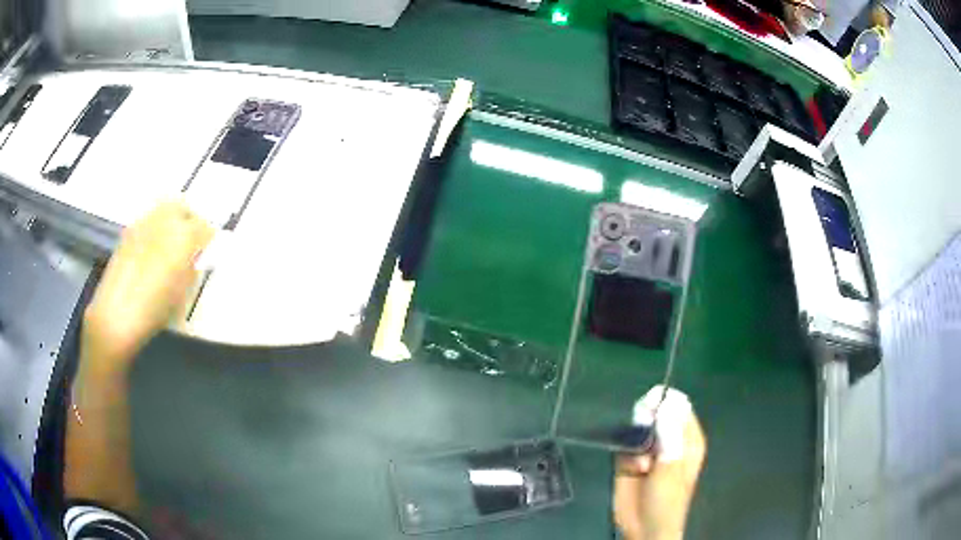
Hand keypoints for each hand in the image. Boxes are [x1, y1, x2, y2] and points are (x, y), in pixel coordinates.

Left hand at [82, 199, 213, 377]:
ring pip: (163, 209)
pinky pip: (148, 221)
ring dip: (171, 222)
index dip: (208, 240)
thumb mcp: (182, 294)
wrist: (115, 315)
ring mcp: (143, 223)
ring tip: (169, 246)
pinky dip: (154, 230)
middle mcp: (164, 220)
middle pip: (183, 207)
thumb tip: (194, 258)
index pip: (204, 226)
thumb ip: (191, 269)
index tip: (207, 253)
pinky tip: (151, 252)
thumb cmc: (154, 310)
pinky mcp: (128, 232)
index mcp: (183, 236)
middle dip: (189, 220)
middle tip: (190, 243)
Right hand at [613, 388, 705, 539]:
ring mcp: (649, 449)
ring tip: (640, 461)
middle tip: (642, 432)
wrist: (643, 529)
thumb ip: (669, 437)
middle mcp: (669, 439)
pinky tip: (630, 468)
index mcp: (688, 438)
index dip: (665, 402)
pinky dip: (624, 452)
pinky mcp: (629, 460)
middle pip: (656, 412)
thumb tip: (665, 403)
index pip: (679, 406)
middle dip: (646, 420)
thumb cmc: (667, 501)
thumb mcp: (671, 469)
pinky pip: (624, 444)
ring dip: (634, 439)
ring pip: (638, 427)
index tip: (651, 404)